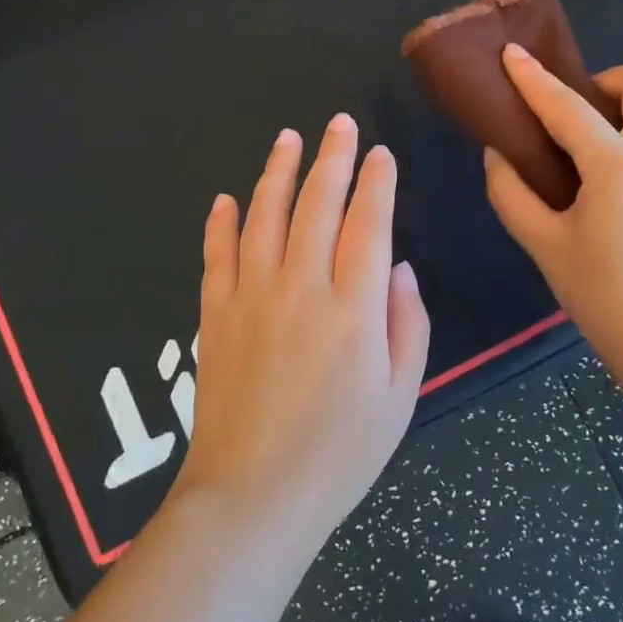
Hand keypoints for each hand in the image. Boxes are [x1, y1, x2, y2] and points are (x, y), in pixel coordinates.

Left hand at [172, 115, 430, 547]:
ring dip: (277, 173)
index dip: (376, 183)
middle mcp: (301, 286)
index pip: (369, 224)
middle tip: (339, 124)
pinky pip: (217, 255)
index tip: (381, 154)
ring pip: (264, 216)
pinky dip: (220, 223)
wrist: (253, 497)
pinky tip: (224, 198)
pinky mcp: (215, 315)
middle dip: (332, 158)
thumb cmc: (340, 454)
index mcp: (354, 307)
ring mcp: (251, 296)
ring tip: (288, 139)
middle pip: (317, 205)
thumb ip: (407, 325)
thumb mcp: (400, 397)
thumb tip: (398, 268)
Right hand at [483, 46, 622, 409]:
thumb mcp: (546, 248)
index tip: (512, 54)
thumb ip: (513, 195)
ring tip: (593, 163)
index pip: (568, 106)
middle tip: (576, 119)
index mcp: (618, 166)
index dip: (533, 79)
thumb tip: (499, 155)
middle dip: (606, 81)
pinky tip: (622, 196)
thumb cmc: (606, 301)